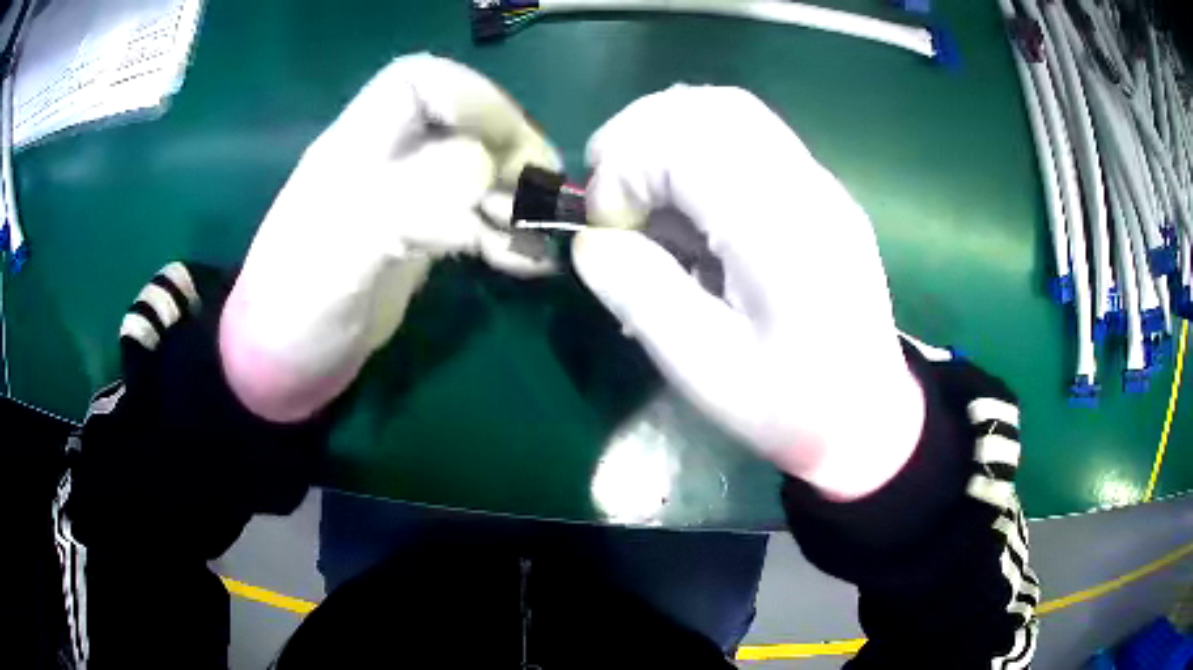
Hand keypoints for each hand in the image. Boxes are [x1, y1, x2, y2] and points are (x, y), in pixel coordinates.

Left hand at [220, 54, 560, 422]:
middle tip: (540, 196)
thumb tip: (482, 169)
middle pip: (459, 125)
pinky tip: (529, 263)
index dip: (469, 97)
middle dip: (508, 151)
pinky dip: (509, 236)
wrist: (286, 361)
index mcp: (355, 149)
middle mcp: (385, 163)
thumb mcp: (340, 256)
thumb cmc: (297, 310)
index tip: (507, 143)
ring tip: (538, 235)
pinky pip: (475, 219)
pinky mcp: (419, 240)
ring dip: (515, 197)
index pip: (415, 82)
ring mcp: (405, 201)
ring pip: (476, 172)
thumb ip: (404, 204)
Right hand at [572, 86, 924, 499]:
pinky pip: (750, 135)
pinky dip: (699, 147)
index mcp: (777, 227)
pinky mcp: (819, 191)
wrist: (870, 416)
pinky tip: (687, 198)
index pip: (683, 143)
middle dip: (638, 135)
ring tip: (640, 188)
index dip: (623, 170)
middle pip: (709, 107)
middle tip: (609, 192)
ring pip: (730, 111)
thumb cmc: (791, 406)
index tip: (605, 227)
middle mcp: (803, 185)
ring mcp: (818, 182)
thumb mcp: (704, 369)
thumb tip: (591, 240)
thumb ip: (639, 294)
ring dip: (668, 134)